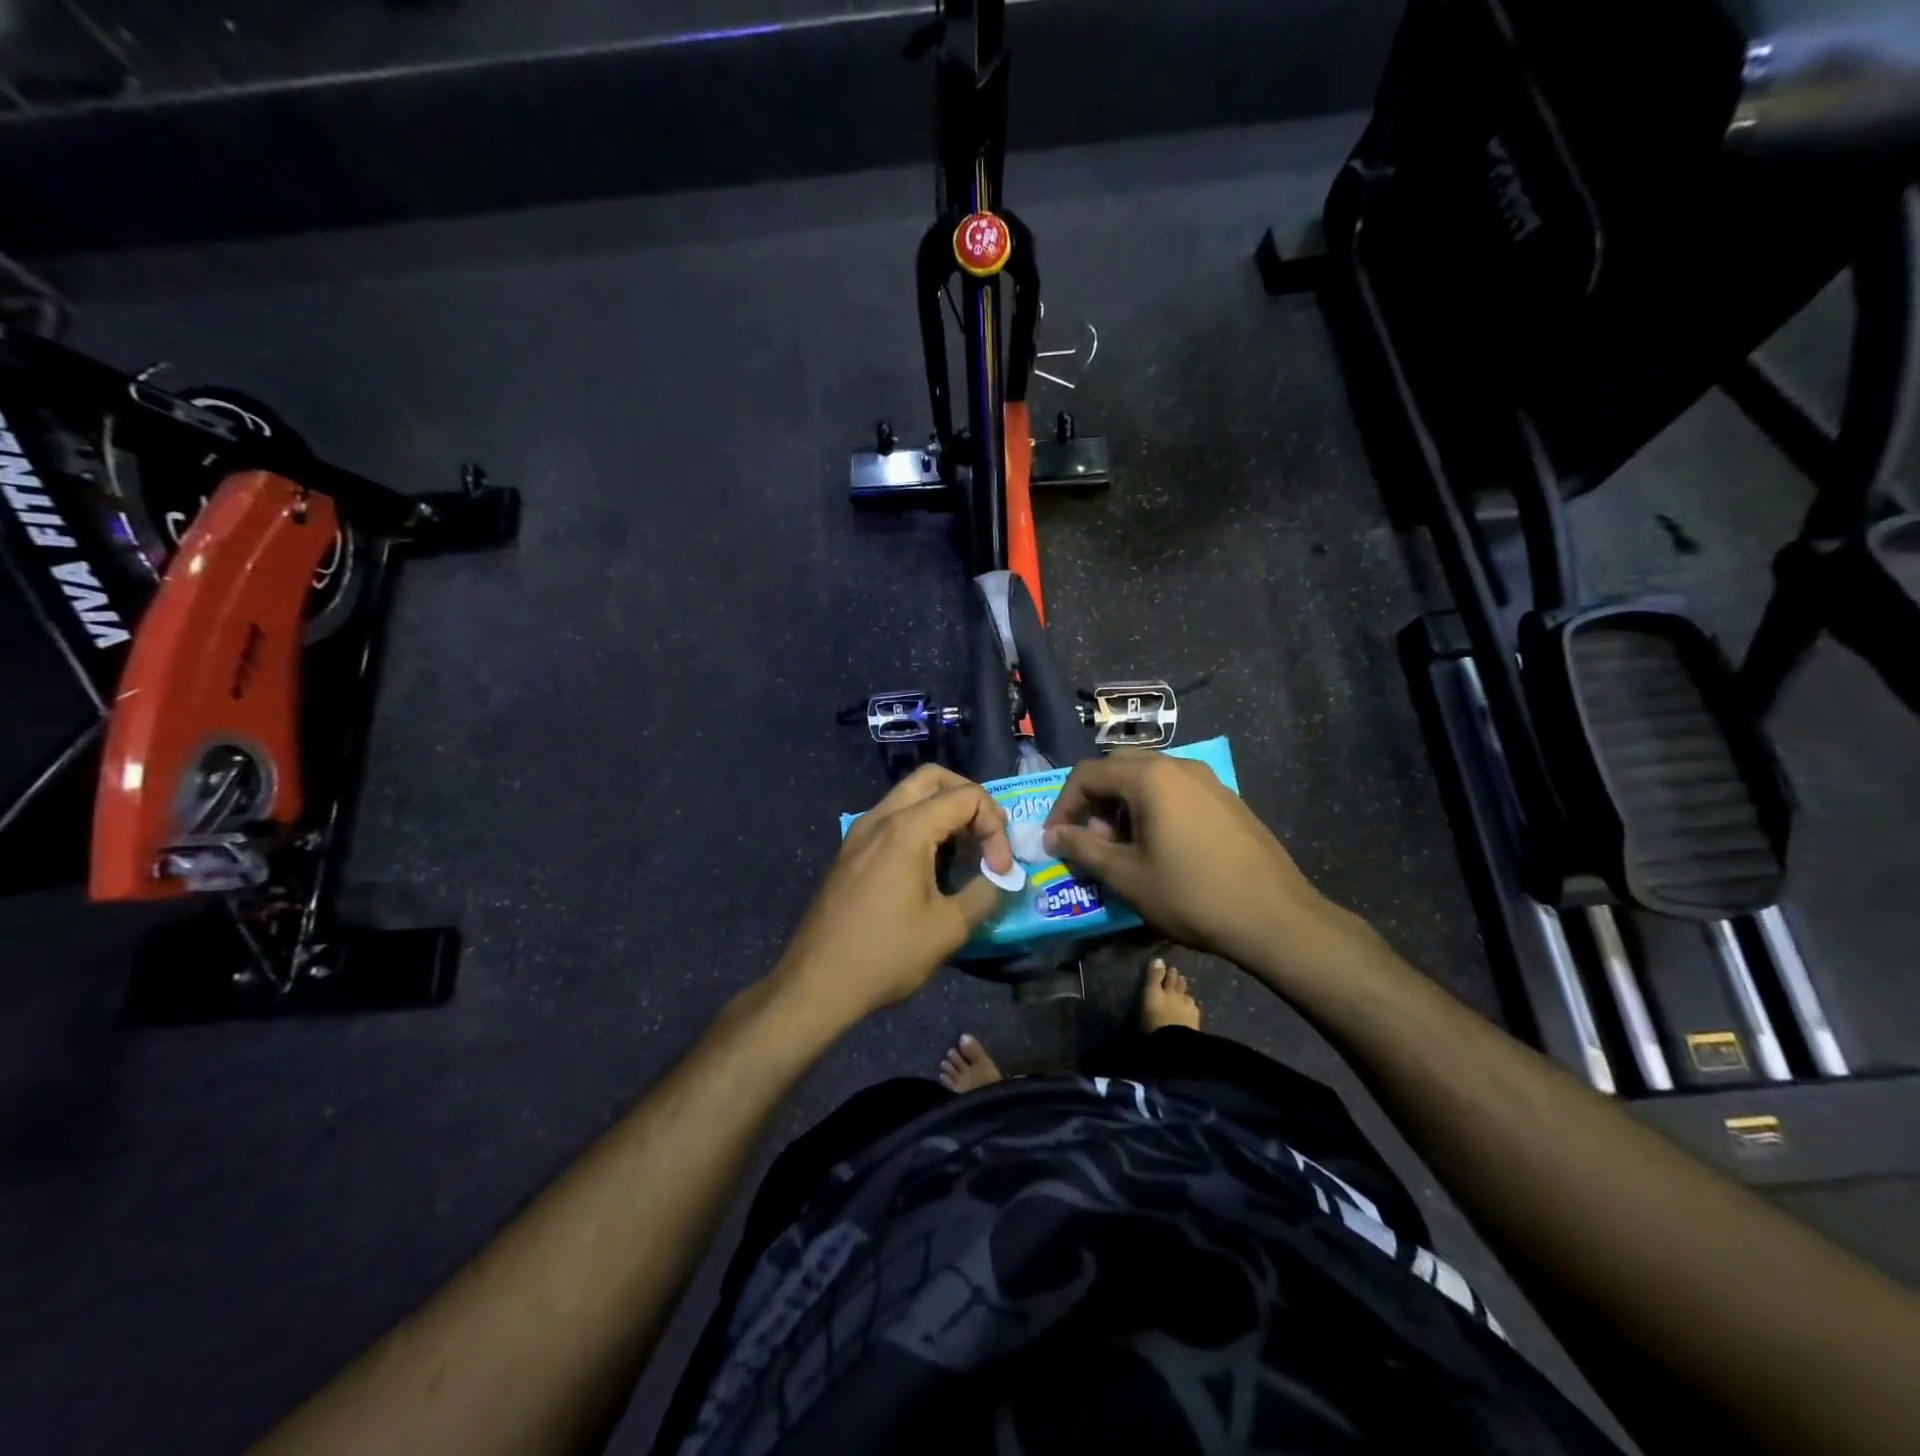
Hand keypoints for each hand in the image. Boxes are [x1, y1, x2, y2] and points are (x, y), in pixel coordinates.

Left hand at [774, 765, 1013, 1021]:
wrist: (816, 983)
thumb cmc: (886, 955)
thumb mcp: (948, 928)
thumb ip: (984, 893)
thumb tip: (1002, 878)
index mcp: (906, 829)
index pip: (966, 796)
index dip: (994, 827)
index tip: (999, 870)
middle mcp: (880, 818)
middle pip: (932, 778)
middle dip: (968, 799)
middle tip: (986, 835)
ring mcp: (859, 832)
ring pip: (908, 796)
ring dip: (942, 812)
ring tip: (963, 851)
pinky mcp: (850, 851)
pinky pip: (891, 819)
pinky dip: (919, 826)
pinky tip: (930, 866)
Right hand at [1043, 752, 1328, 964]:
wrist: (1274, 917)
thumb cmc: (1191, 894)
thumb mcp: (1126, 876)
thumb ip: (1083, 849)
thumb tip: (1053, 836)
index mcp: (1149, 777)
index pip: (1087, 774)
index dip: (1063, 805)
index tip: (1056, 839)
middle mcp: (1178, 765)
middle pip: (1118, 767)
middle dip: (1094, 800)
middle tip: (1089, 839)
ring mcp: (1207, 779)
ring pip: (1148, 776)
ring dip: (1123, 803)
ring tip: (1123, 846)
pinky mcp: (1225, 797)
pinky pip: (1176, 789)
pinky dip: (1153, 806)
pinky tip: (1161, 846)